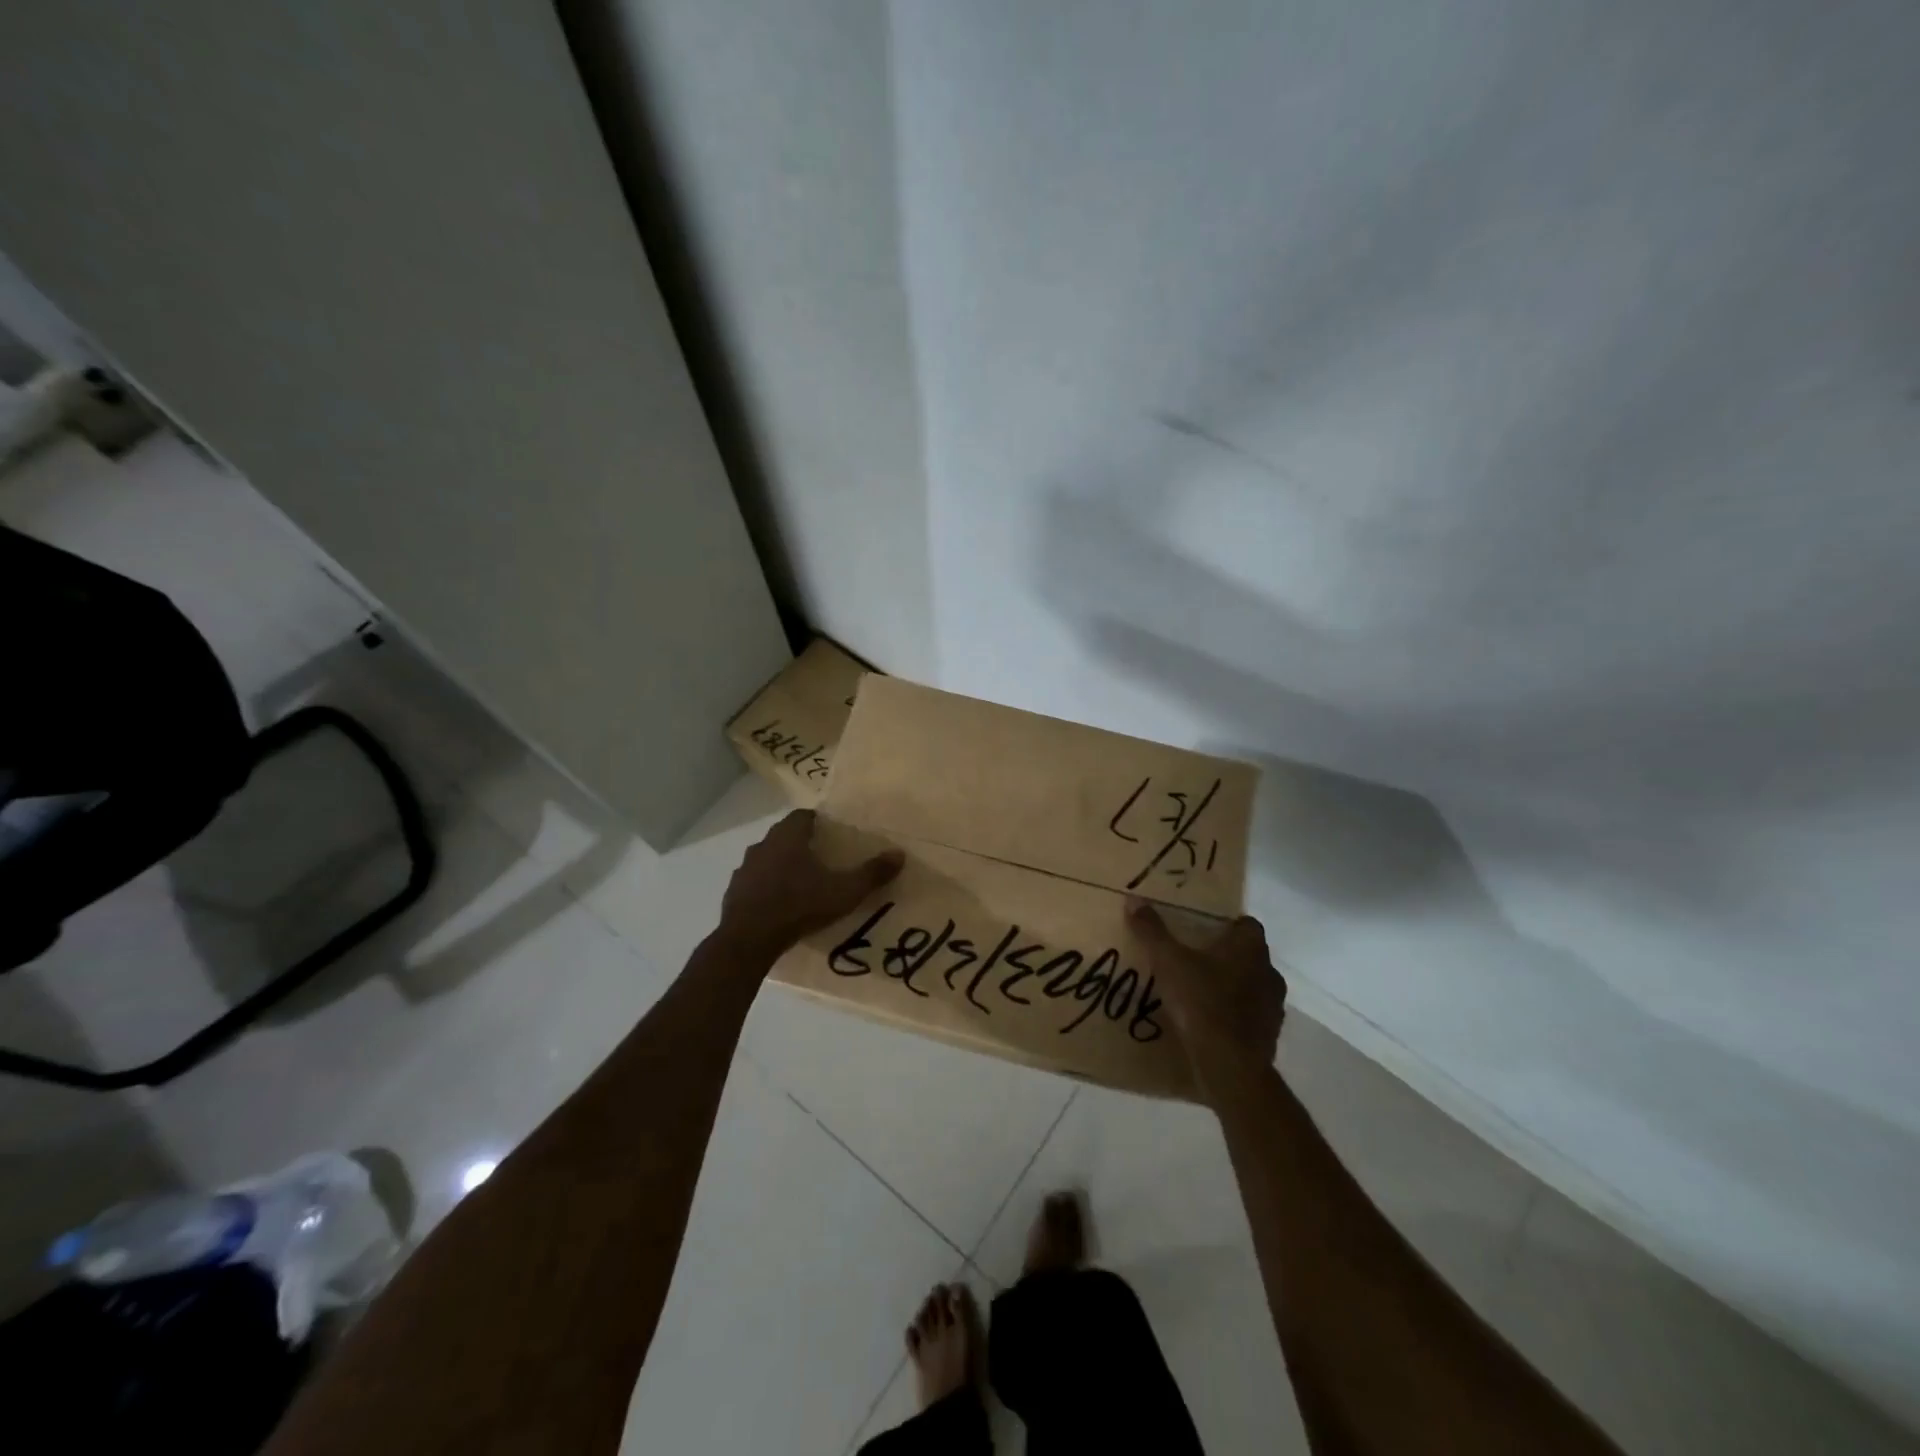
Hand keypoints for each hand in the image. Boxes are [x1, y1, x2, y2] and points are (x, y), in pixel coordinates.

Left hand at [719, 810, 903, 958]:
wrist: (749, 940)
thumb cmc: (799, 906)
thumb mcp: (843, 892)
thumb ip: (872, 873)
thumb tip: (899, 854)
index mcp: (788, 837)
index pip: (802, 816)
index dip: (817, 821)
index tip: (832, 834)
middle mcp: (763, 845)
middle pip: (784, 835)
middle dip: (801, 843)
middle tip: (822, 858)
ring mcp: (744, 869)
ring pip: (767, 858)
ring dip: (781, 865)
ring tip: (801, 882)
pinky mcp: (733, 892)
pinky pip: (754, 882)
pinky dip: (766, 887)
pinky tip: (779, 904)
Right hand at [1127, 899, 1284, 1092]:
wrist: (1230, 1066)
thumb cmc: (1202, 1002)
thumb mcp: (1168, 962)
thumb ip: (1152, 931)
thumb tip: (1134, 900)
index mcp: (1250, 948)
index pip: (1246, 924)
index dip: (1226, 925)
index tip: (1202, 931)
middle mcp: (1269, 972)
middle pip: (1249, 955)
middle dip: (1226, 957)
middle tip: (1194, 960)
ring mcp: (1273, 1006)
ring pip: (1252, 987)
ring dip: (1232, 987)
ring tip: (1200, 993)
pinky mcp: (1269, 1036)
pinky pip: (1250, 1017)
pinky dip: (1234, 1016)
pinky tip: (1209, 1023)